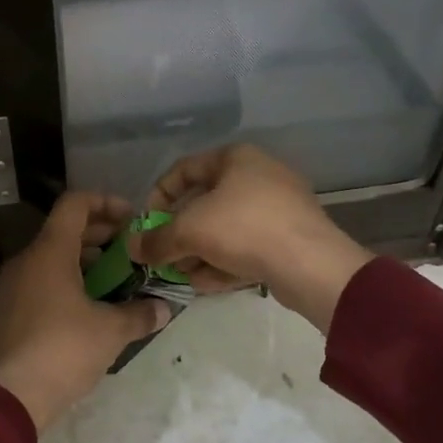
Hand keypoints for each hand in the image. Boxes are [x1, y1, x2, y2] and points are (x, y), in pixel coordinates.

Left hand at [0, 192, 170, 432]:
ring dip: (88, 261)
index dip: (106, 203)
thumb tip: (164, 308)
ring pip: (55, 257)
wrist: (10, 397)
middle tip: (133, 251)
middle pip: (66, 230)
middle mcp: (28, 260)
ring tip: (120, 280)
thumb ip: (140, 314)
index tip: (133, 219)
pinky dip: (70, 282)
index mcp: (49, 251)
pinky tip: (94, 307)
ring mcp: (15, 286)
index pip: (75, 204)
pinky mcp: (12, 311)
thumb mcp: (110, 331)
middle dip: (102, 236)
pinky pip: (44, 281)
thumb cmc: (63, 350)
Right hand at [130, 144, 372, 331]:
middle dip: (180, 233)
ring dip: (199, 253)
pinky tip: (208, 284)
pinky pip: (247, 246)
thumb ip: (156, 239)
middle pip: (205, 203)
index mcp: (236, 158)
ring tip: (184, 276)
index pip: (184, 169)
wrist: (311, 264)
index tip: (146, 224)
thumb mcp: (189, 231)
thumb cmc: (244, 228)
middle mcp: (258, 175)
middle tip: (164, 256)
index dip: (159, 195)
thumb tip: (132, 248)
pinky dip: (225, 262)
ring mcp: (278, 207)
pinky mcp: (289, 238)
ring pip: (225, 228)